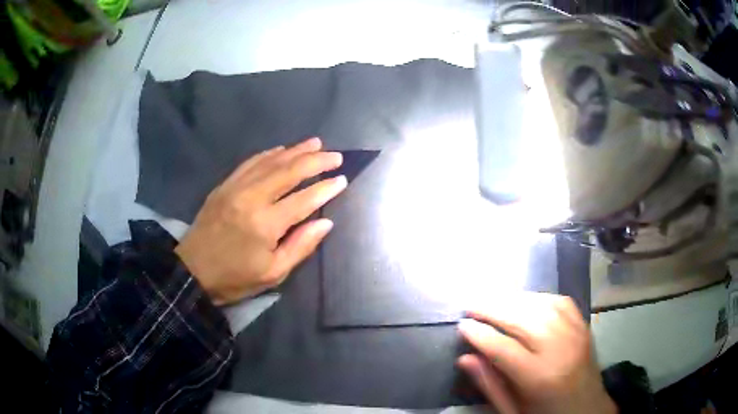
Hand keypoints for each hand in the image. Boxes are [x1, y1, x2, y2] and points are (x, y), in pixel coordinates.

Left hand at [175, 137, 345, 304]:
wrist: (193, 271)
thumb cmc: (235, 278)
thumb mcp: (273, 273)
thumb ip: (300, 246)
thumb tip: (326, 222)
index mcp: (266, 224)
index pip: (304, 199)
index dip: (325, 188)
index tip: (342, 179)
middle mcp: (252, 198)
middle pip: (289, 171)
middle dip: (316, 161)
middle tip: (336, 156)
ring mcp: (236, 188)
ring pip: (271, 162)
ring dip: (295, 150)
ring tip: (316, 143)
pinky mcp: (224, 185)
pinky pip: (250, 163)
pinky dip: (269, 153)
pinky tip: (281, 149)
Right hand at [458, 293, 616, 413]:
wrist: (587, 410)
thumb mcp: (513, 411)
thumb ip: (490, 386)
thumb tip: (465, 358)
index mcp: (541, 378)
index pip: (504, 349)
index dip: (480, 335)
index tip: (461, 325)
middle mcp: (560, 350)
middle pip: (523, 320)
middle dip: (493, 309)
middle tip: (471, 305)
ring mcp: (576, 334)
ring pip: (542, 305)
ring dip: (513, 299)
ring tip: (492, 299)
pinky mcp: (584, 326)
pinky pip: (560, 302)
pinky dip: (539, 297)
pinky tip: (524, 300)